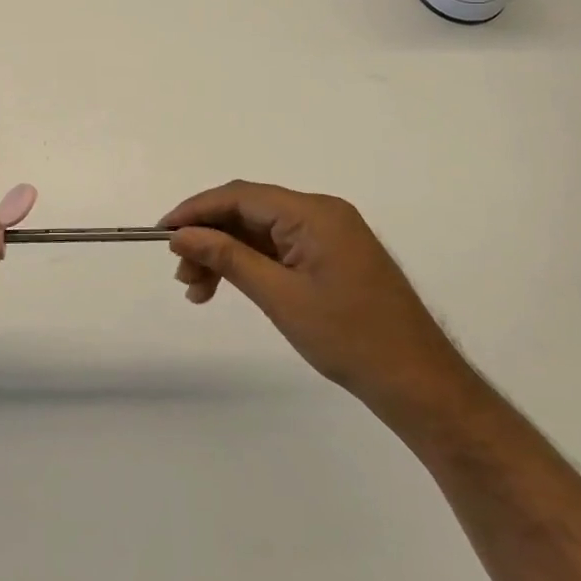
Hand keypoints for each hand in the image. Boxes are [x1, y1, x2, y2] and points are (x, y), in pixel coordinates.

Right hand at [162, 181, 471, 420]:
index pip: (240, 196)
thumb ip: (227, 258)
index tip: (162, 232)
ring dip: (226, 254)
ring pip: (260, 232)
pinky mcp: (332, 257)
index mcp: (314, 213)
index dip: (196, 210)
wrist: (419, 384)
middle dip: (209, 238)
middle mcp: (321, 213)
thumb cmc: (349, 338)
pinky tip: (228, 288)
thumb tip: (181, 235)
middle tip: (181, 273)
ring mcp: (329, 235)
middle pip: (249, 212)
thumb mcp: (279, 296)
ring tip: (198, 291)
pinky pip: (279, 248)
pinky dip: (250, 265)